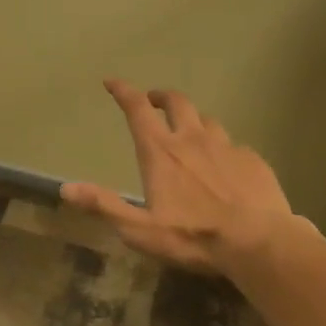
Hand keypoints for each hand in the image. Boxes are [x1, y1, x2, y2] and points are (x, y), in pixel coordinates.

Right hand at [60, 80, 310, 277]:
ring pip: (207, 120)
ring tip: (191, 132)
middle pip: (176, 102)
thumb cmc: (194, 237)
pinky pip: (234, 145)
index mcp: (160, 152)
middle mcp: (192, 139)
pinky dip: (223, 148)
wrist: (260, 243)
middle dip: (161, 97)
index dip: (123, 91)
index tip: (112, 82)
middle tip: (154, 101)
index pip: (137, 109)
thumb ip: (104, 205)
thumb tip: (65, 189)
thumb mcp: (140, 229)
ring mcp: (226, 146)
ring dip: (193, 121)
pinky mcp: (253, 160)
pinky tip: (226, 166)